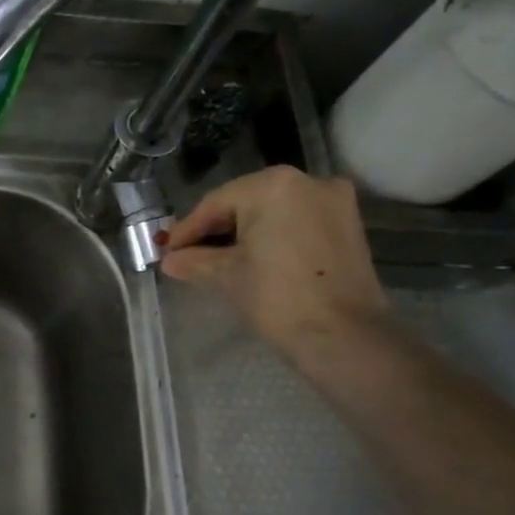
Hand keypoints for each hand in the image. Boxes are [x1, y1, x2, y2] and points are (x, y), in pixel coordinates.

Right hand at [160, 166, 386, 356]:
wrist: (342, 334)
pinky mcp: (348, 225)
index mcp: (272, 185)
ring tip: (218, 260)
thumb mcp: (225, 275)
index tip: (166, 250)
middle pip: (245, 202)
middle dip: (216, 229)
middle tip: (188, 255)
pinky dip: (272, 236)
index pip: (215, 204)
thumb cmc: (276, 296)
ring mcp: (333, 201)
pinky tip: (252, 258)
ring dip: (244, 233)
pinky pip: (296, 222)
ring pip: (272, 212)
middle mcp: (307, 181)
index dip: (187, 230)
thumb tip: (170, 260)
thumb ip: (194, 261)